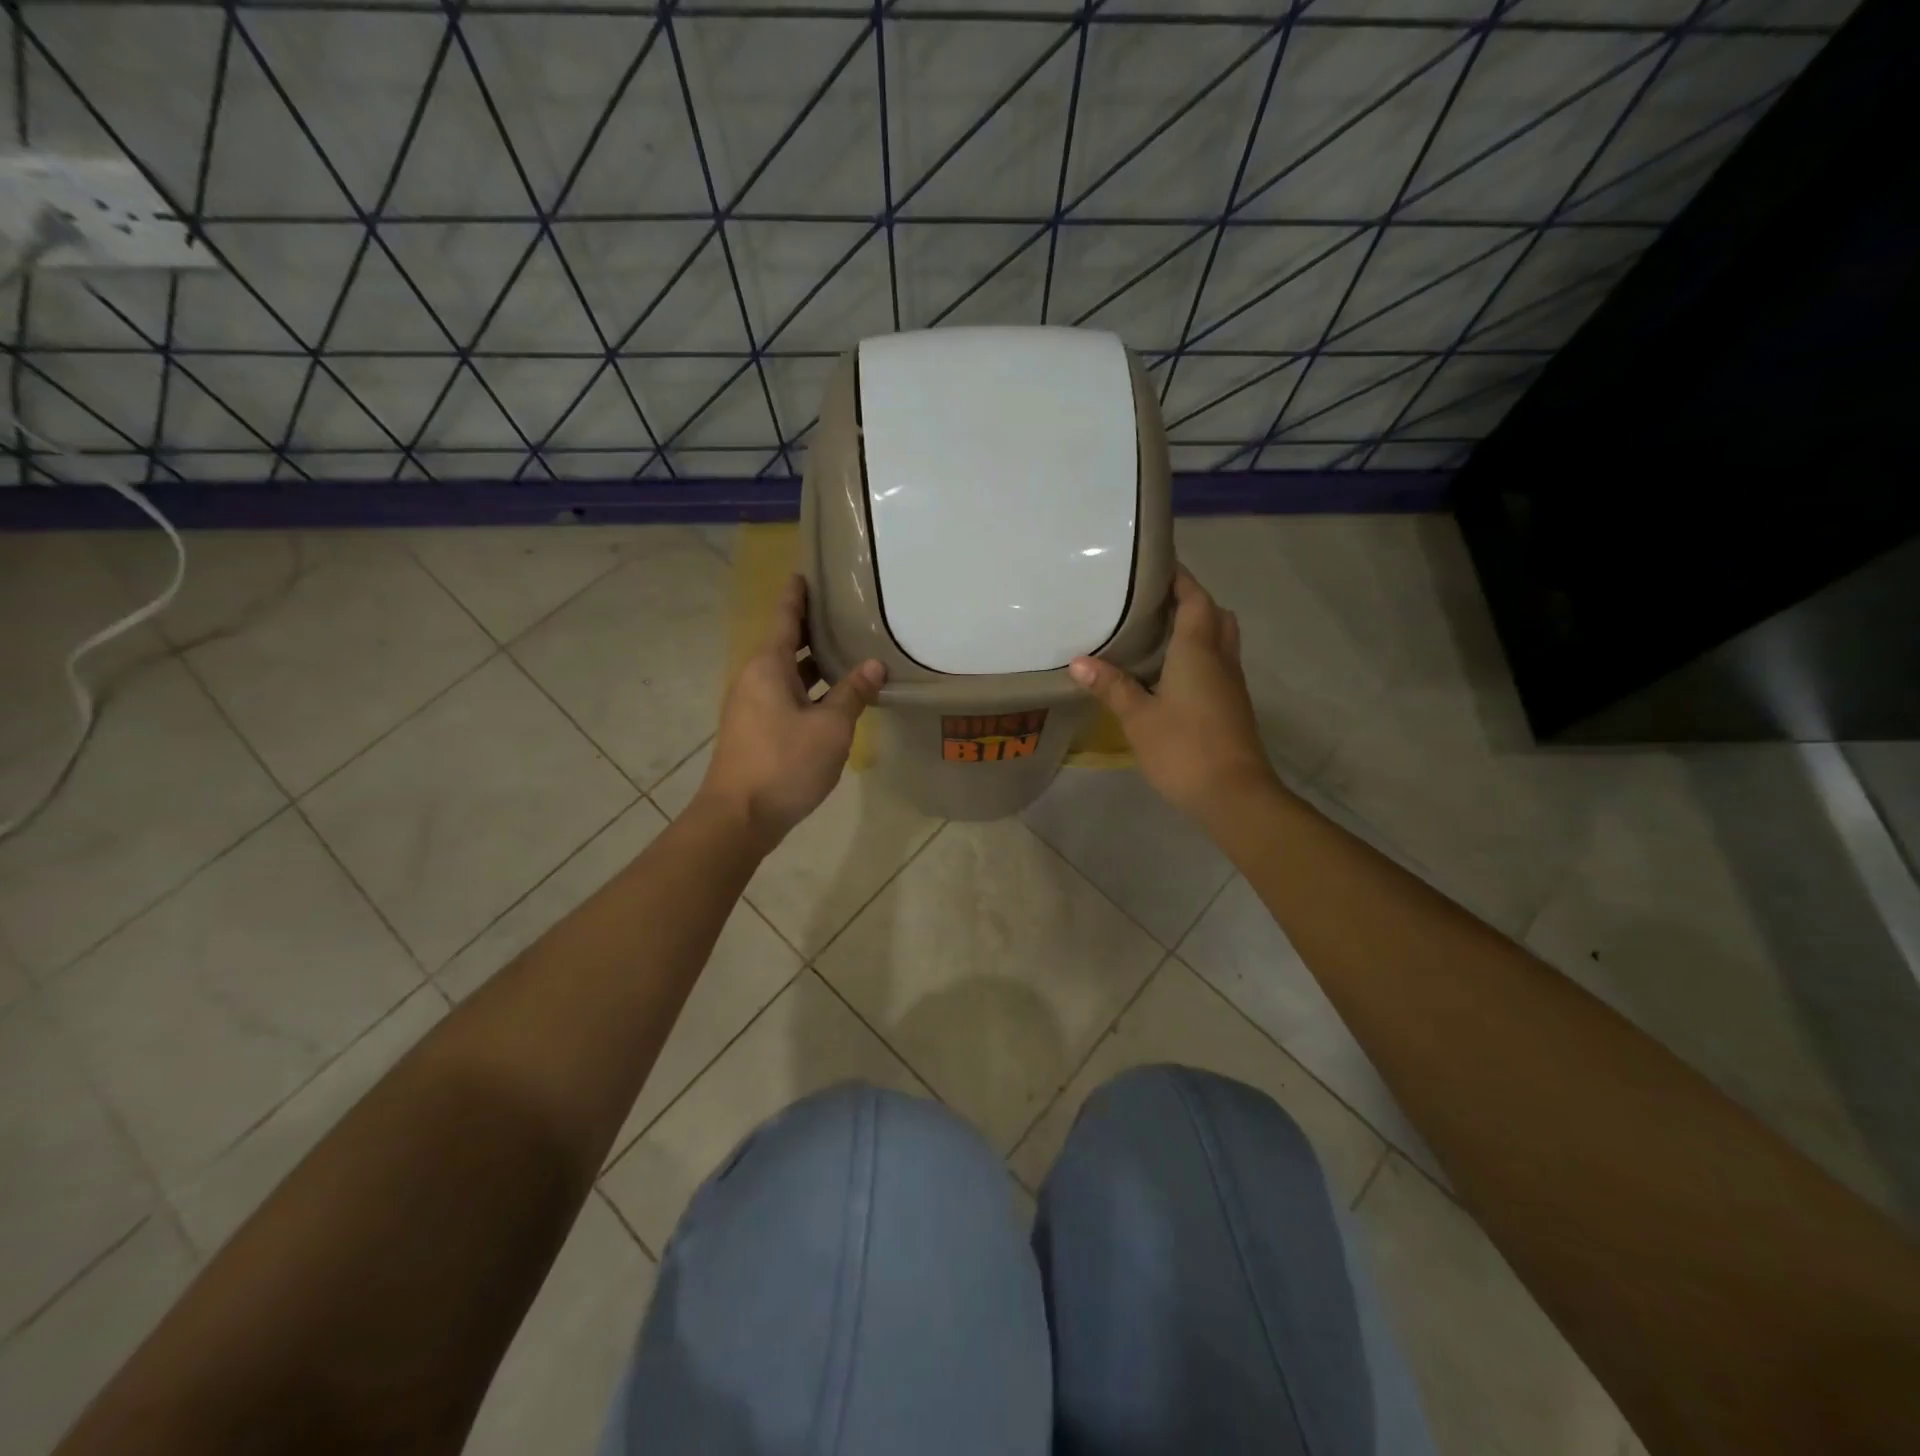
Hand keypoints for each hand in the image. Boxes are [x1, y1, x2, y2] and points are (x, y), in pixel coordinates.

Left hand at [696, 575, 884, 849]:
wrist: (739, 816)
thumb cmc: (784, 763)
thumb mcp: (830, 727)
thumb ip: (852, 693)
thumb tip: (874, 664)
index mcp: (768, 666)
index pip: (784, 617)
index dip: (797, 595)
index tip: (807, 572)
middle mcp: (755, 678)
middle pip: (786, 643)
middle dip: (812, 627)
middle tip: (845, 611)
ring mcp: (752, 706)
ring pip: (787, 673)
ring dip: (814, 662)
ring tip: (848, 649)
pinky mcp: (756, 730)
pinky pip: (786, 695)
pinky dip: (809, 688)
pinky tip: (835, 696)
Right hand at [1069, 565, 1281, 824]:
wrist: (1235, 795)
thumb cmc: (1184, 749)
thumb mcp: (1138, 718)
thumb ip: (1111, 686)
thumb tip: (1078, 661)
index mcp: (1198, 650)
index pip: (1195, 598)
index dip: (1180, 578)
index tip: (1155, 567)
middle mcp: (1220, 659)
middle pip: (1215, 615)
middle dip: (1192, 601)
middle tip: (1155, 603)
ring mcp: (1231, 684)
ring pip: (1221, 640)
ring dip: (1199, 628)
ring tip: (1159, 635)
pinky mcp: (1232, 707)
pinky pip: (1218, 665)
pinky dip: (1200, 656)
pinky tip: (1170, 675)